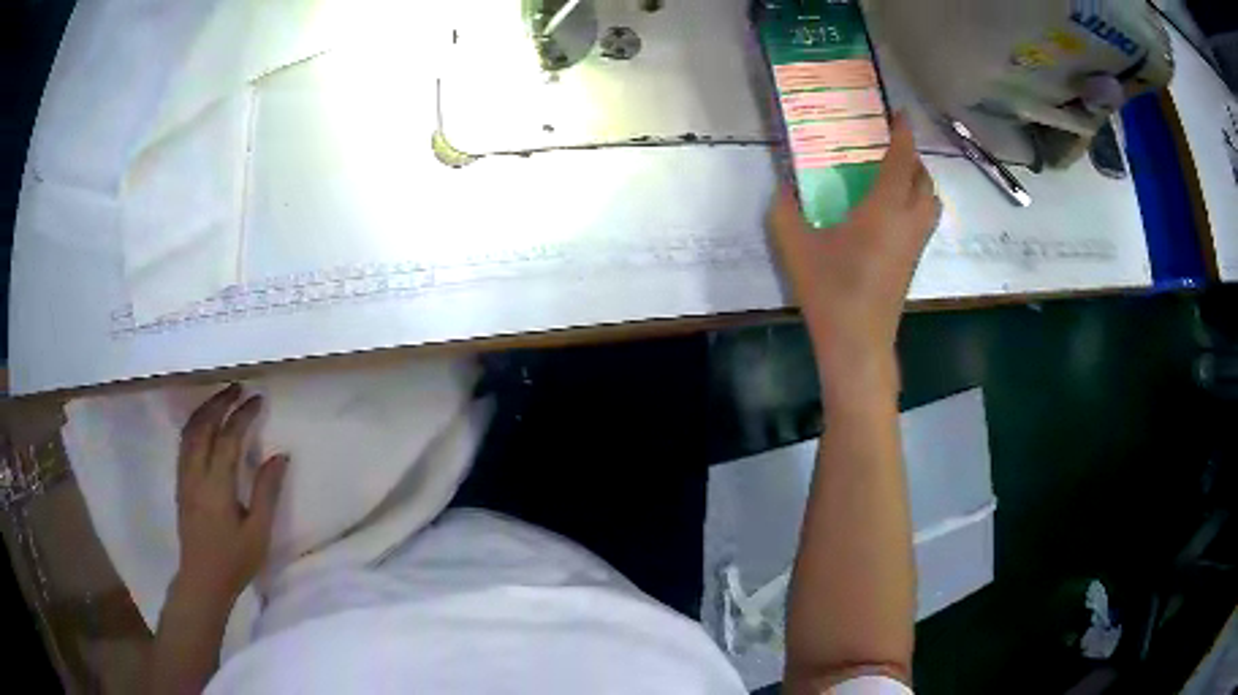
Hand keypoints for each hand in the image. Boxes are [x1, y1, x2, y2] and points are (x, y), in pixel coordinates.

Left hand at [174, 384, 287, 604]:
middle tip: (238, 388)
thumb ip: (267, 492)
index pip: (228, 439)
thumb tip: (280, 455)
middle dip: (220, 402)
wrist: (203, 580)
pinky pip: (184, 442)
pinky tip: (205, 424)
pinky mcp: (180, 483)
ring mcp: (184, 477)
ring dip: (205, 409)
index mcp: (217, 486)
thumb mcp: (258, 532)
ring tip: (222, 398)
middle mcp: (196, 474)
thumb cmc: (235, 560)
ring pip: (189, 431)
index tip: (258, 399)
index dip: (243, 416)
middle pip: (203, 426)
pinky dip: (195, 424)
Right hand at [769, 113, 939, 380]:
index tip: (900, 114)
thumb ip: (785, 209)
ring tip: (895, 176)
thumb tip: (785, 186)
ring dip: (920, 182)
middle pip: (925, 179)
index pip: (902, 159)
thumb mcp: (795, 245)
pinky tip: (892, 211)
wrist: (857, 341)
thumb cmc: (830, 289)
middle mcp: (908, 221)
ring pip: (931, 202)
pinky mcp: (913, 262)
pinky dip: (917, 203)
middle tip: (890, 147)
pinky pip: (925, 221)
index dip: (904, 133)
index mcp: (885, 208)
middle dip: (913, 157)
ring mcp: (915, 244)